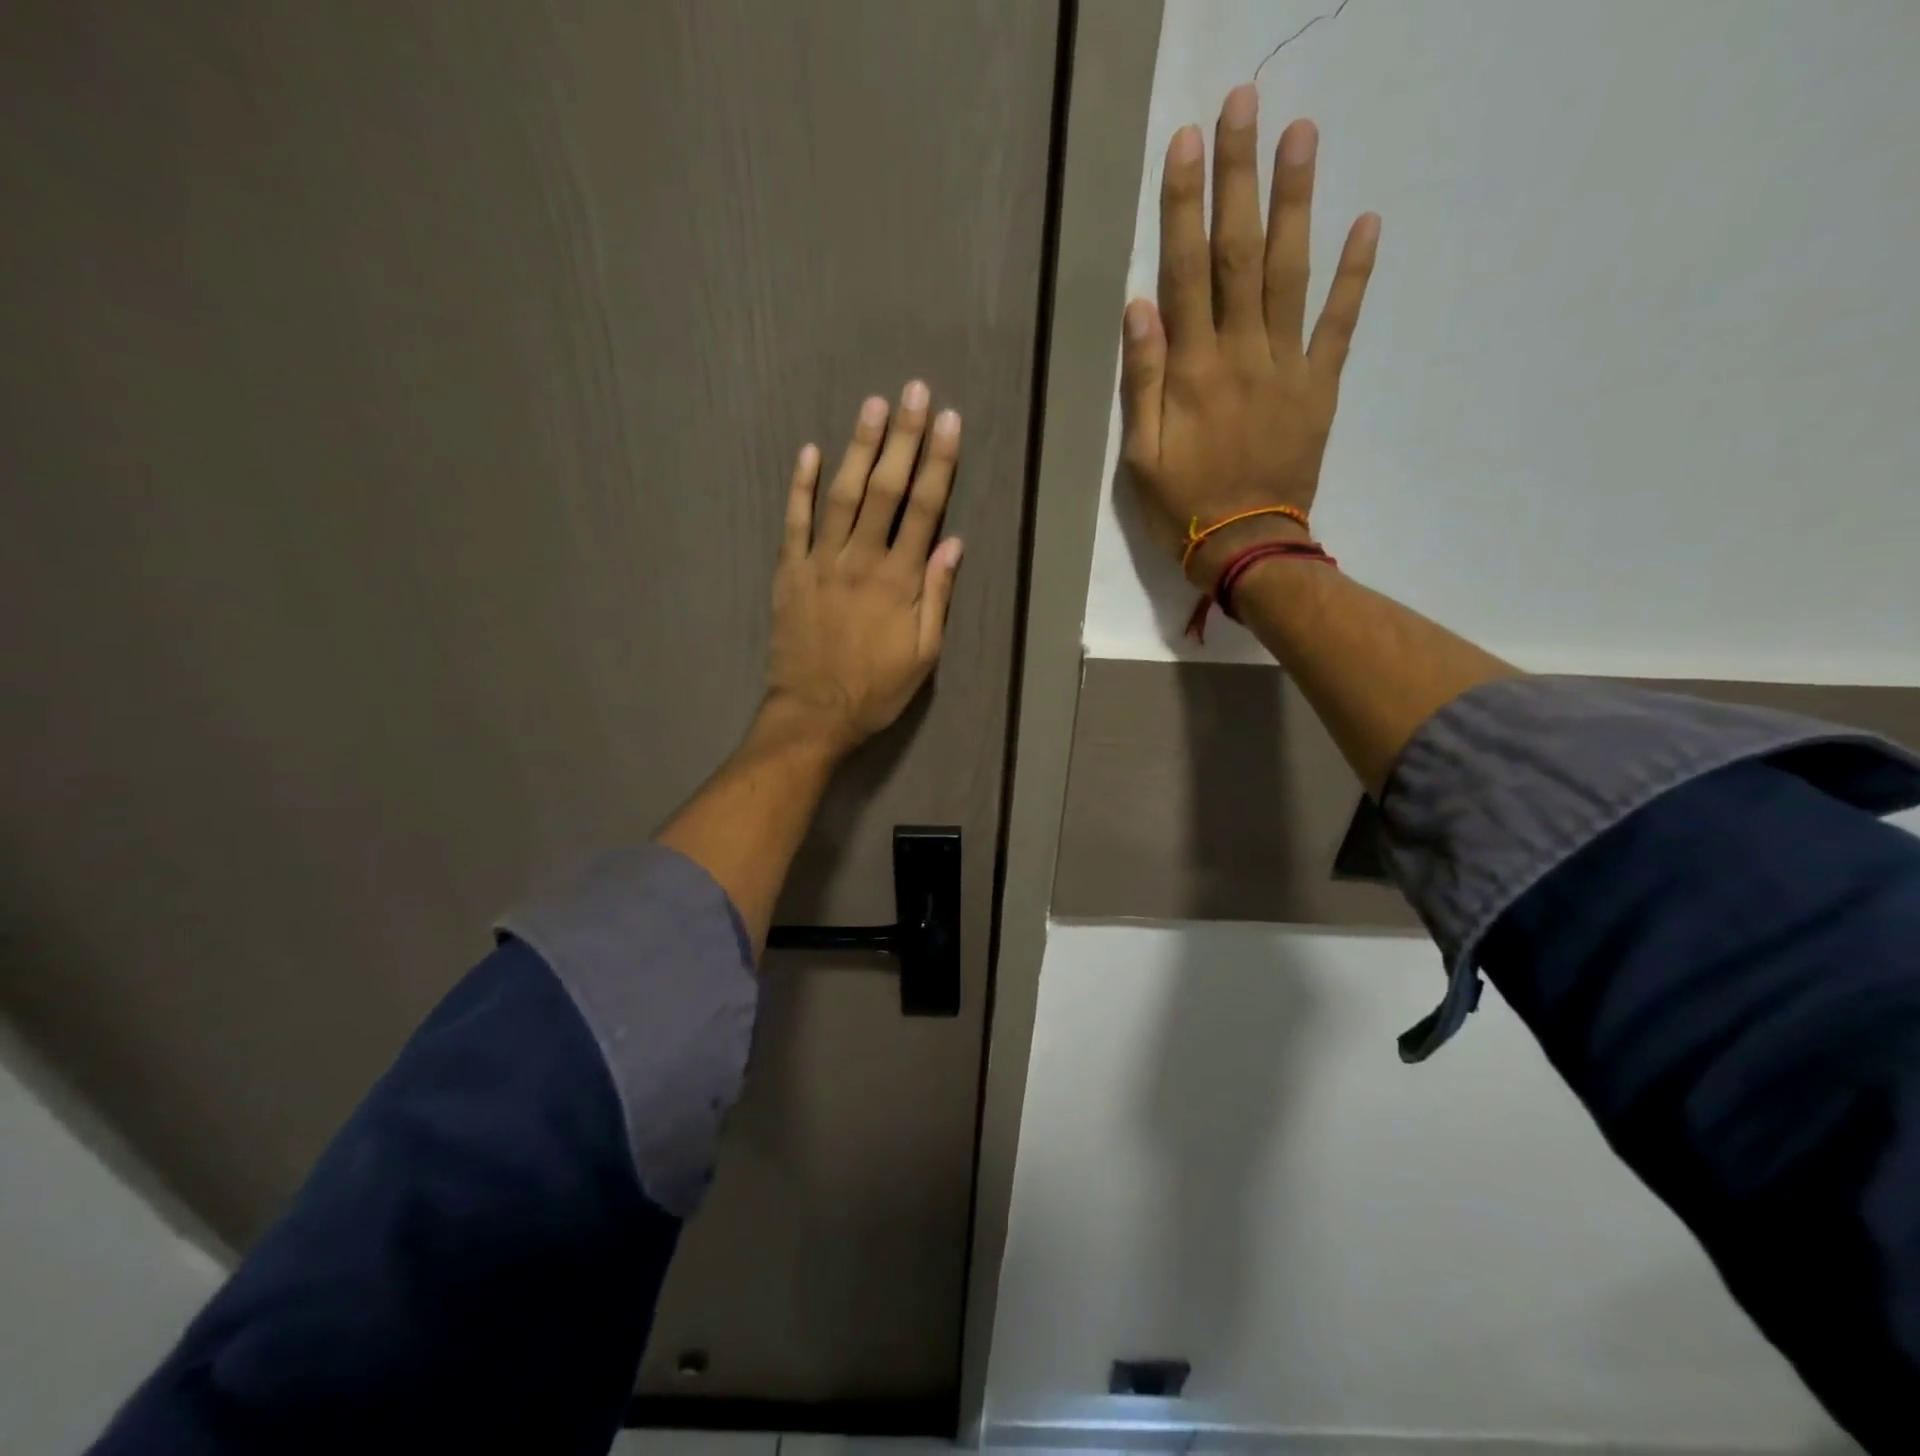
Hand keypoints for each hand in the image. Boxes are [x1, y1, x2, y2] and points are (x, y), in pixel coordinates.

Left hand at [763, 382, 963, 755]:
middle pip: (886, 490)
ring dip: (858, 449)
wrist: (814, 714)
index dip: (938, 463)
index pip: (924, 510)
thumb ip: (937, 597)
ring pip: (842, 495)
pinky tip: (810, 451)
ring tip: (872, 406)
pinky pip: (793, 521)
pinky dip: (800, 485)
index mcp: (899, 581)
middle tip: (913, 392)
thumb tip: (953, 544)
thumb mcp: (924, 655)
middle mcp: (861, 560)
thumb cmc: (876, 689)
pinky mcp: (789, 572)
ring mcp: (820, 562)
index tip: (948, 421)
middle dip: (902, 438)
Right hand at [1119, 84, 1378, 586]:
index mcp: (1192, 372)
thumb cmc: (1182, 507)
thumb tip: (1140, 307)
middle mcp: (1241, 354)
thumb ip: (1142, 383)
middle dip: (1240, 178)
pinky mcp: (1320, 386)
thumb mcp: (1140, 458)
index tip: (1188, 143)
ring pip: (1290, 273)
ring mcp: (1287, 366)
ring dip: (1295, 202)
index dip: (1185, 207)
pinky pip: (1339, 323)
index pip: (1186, 274)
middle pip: (1239, 255)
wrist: (1247, 546)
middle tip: (1246, 103)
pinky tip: (1367, 221)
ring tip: (1301, 134)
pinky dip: (1355, 274)